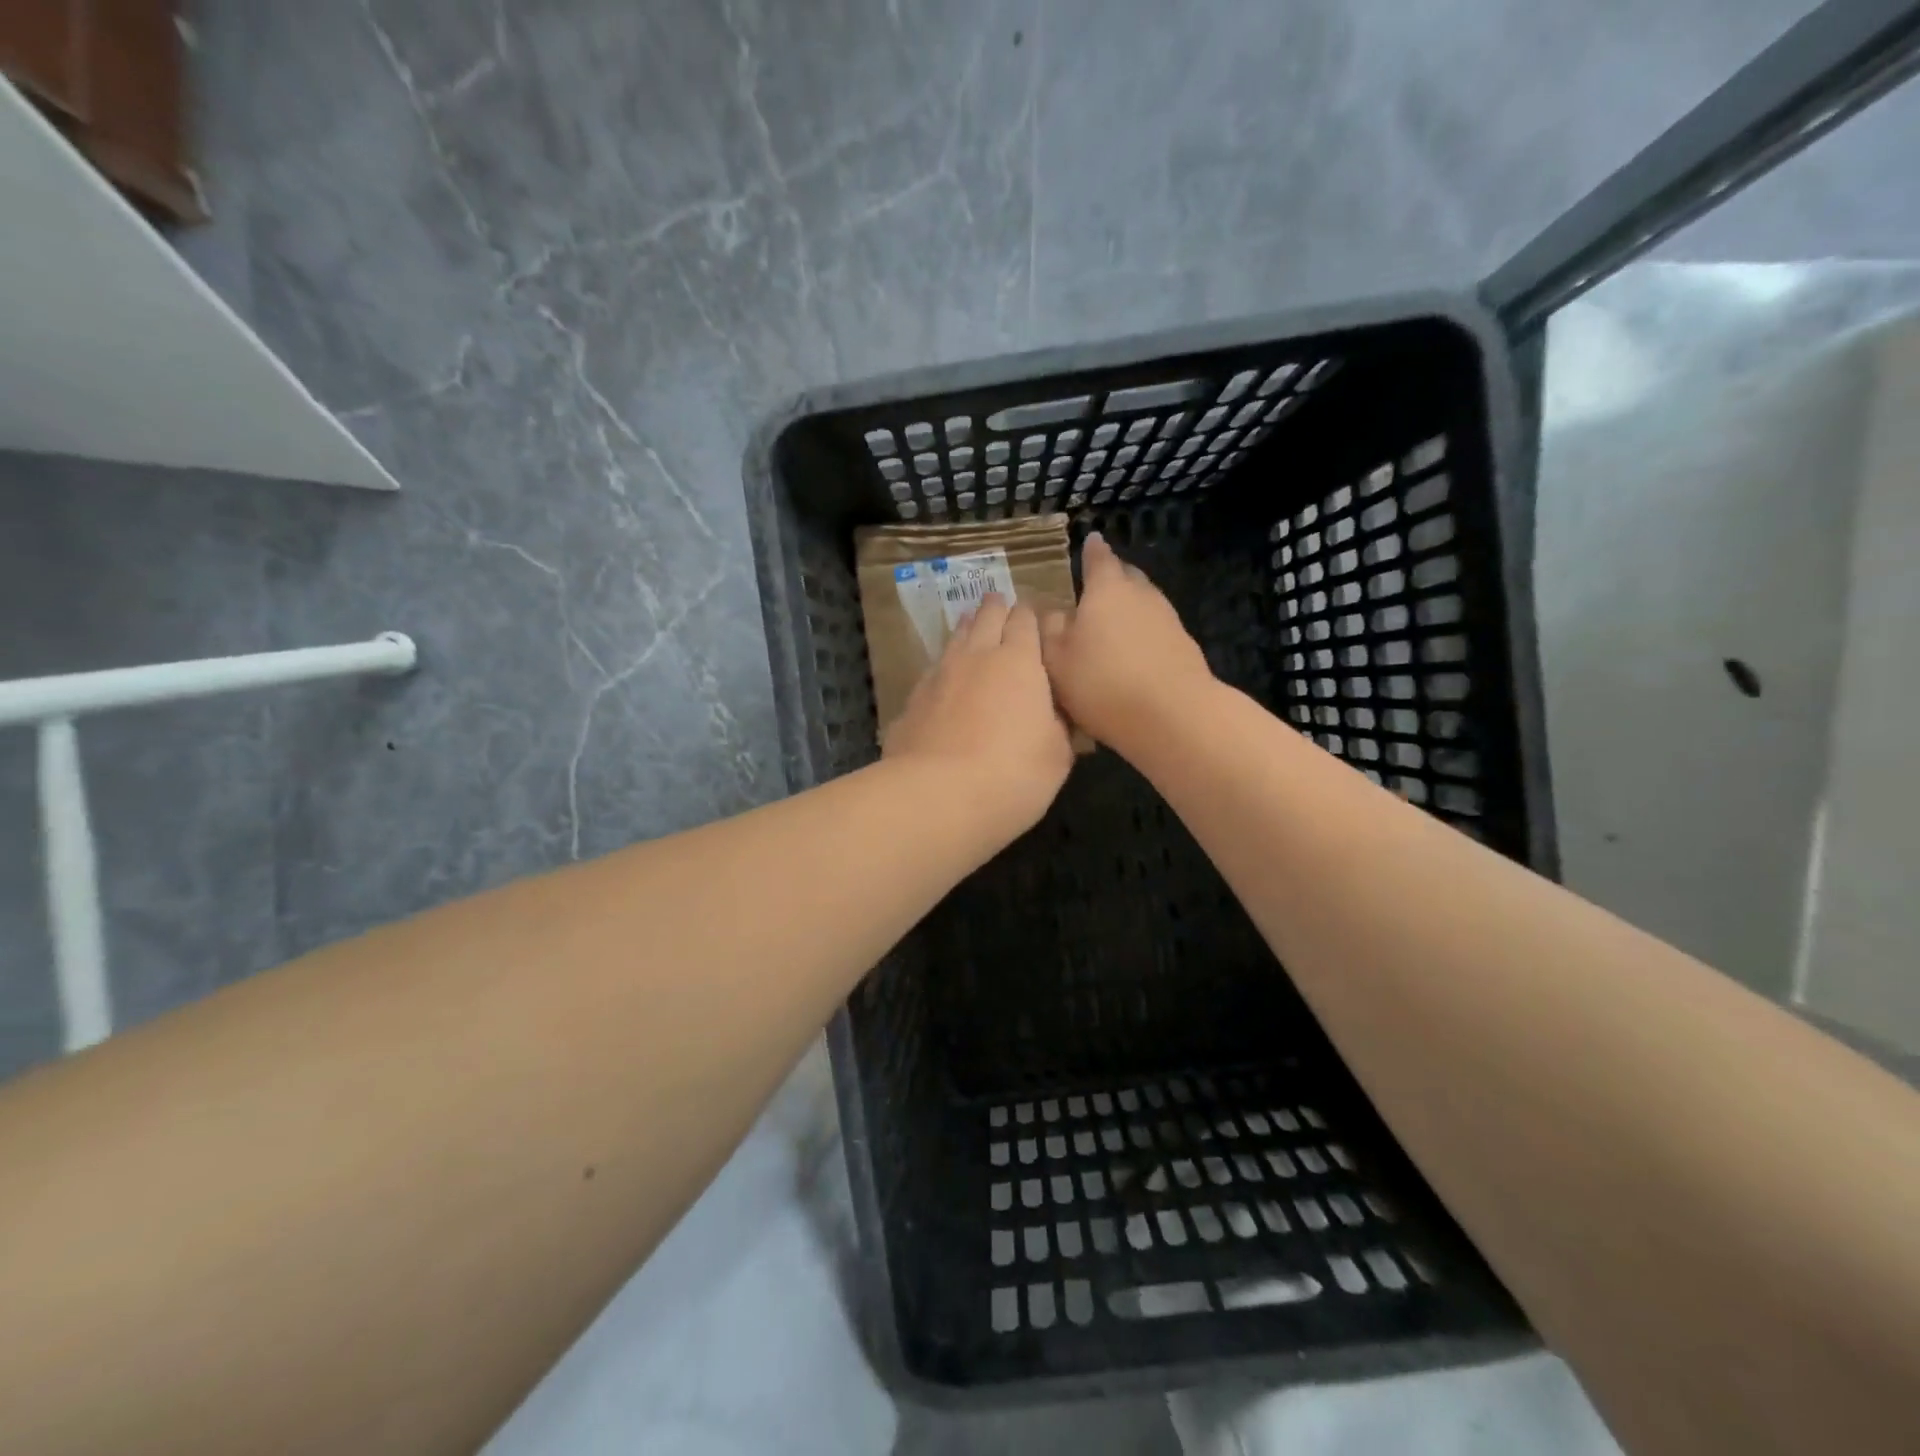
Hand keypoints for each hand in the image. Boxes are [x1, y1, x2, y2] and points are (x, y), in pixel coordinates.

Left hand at [883, 593, 1074, 832]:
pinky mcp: (911, 701)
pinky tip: (943, 680)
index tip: (1035, 617)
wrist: (937, 797)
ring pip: (955, 638)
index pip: (1026, 620)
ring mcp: (938, 675)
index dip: (1031, 616)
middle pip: (986, 617)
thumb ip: (1057, 724)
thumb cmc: (1013, 775)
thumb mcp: (1057, 755)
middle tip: (999, 604)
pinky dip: (944, 669)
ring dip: (967, 629)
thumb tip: (1053, 712)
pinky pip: (933, 672)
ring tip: (970, 624)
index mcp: (1019, 661)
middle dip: (996, 608)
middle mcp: (976, 656)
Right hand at [1041, 531, 1215, 749]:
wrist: (1173, 715)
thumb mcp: (1057, 659)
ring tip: (1109, 627)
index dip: (1091, 551)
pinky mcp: (1183, 647)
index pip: (1098, 558)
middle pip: (1126, 577)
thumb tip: (1051, 611)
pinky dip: (1141, 636)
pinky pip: (1155, 631)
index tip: (1090, 541)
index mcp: (1106, 589)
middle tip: (1093, 590)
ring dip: (1127, 610)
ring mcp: (1167, 619)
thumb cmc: (1103, 682)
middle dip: (1112, 579)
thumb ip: (1050, 629)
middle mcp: (1141, 594)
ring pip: (1143, 603)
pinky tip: (1131, 657)